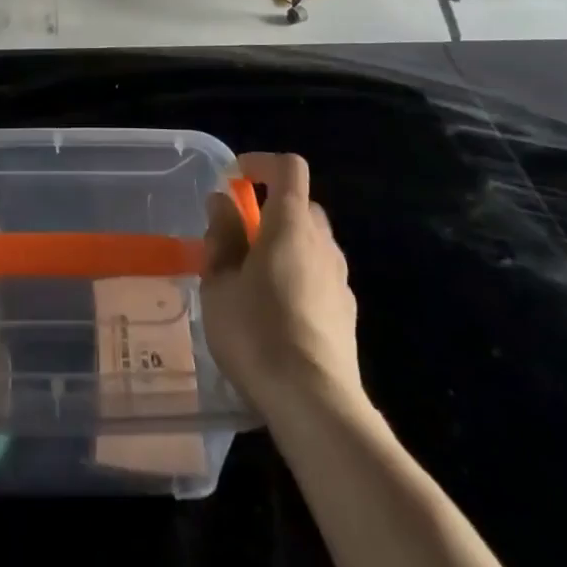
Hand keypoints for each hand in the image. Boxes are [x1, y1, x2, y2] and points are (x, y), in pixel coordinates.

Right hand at [202, 152, 363, 422]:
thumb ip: (222, 237)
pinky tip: (277, 314)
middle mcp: (322, 242)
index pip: (288, 167)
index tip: (233, 180)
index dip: (261, 163)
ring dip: (285, 246)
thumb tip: (222, 203)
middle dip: (270, 209)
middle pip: (301, 205)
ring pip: (312, 243)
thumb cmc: (257, 332)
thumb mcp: (219, 283)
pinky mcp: (347, 314)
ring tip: (253, 280)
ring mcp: (340, 279)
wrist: (315, 404)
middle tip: (238, 237)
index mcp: (290, 223)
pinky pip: (320, 277)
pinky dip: (299, 278)